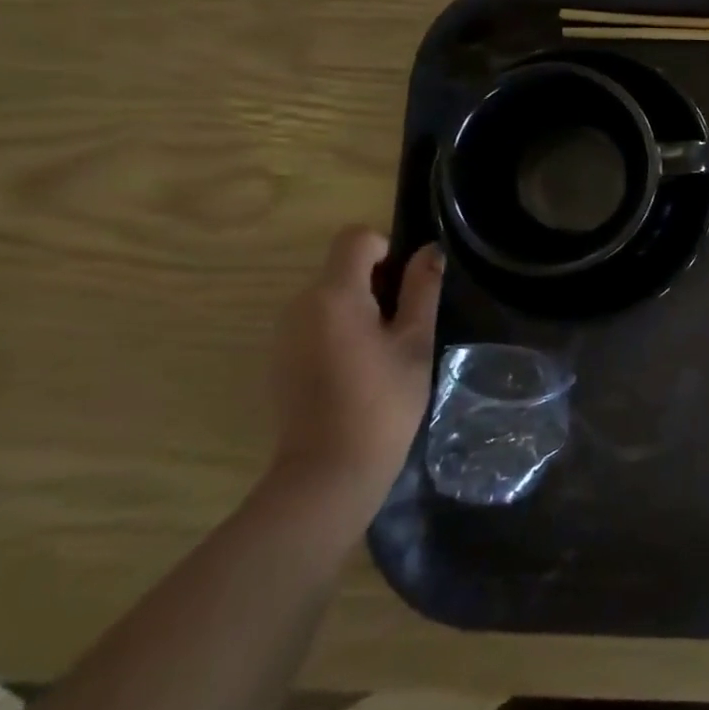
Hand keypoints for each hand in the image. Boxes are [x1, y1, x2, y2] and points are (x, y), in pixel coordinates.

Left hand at [264, 227, 443, 529]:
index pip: (356, 238)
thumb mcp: (414, 342)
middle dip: (377, 283)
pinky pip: (315, 323)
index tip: (407, 287)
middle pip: (342, 267)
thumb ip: (422, 290)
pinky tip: (357, 370)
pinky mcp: (279, 358)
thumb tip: (429, 251)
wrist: (328, 471)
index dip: (387, 250)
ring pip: (329, 296)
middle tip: (404, 327)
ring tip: (384, 352)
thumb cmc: (383, 402)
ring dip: (359, 308)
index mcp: (334, 295)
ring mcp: (283, 333)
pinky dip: (340, 330)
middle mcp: (299, 304)